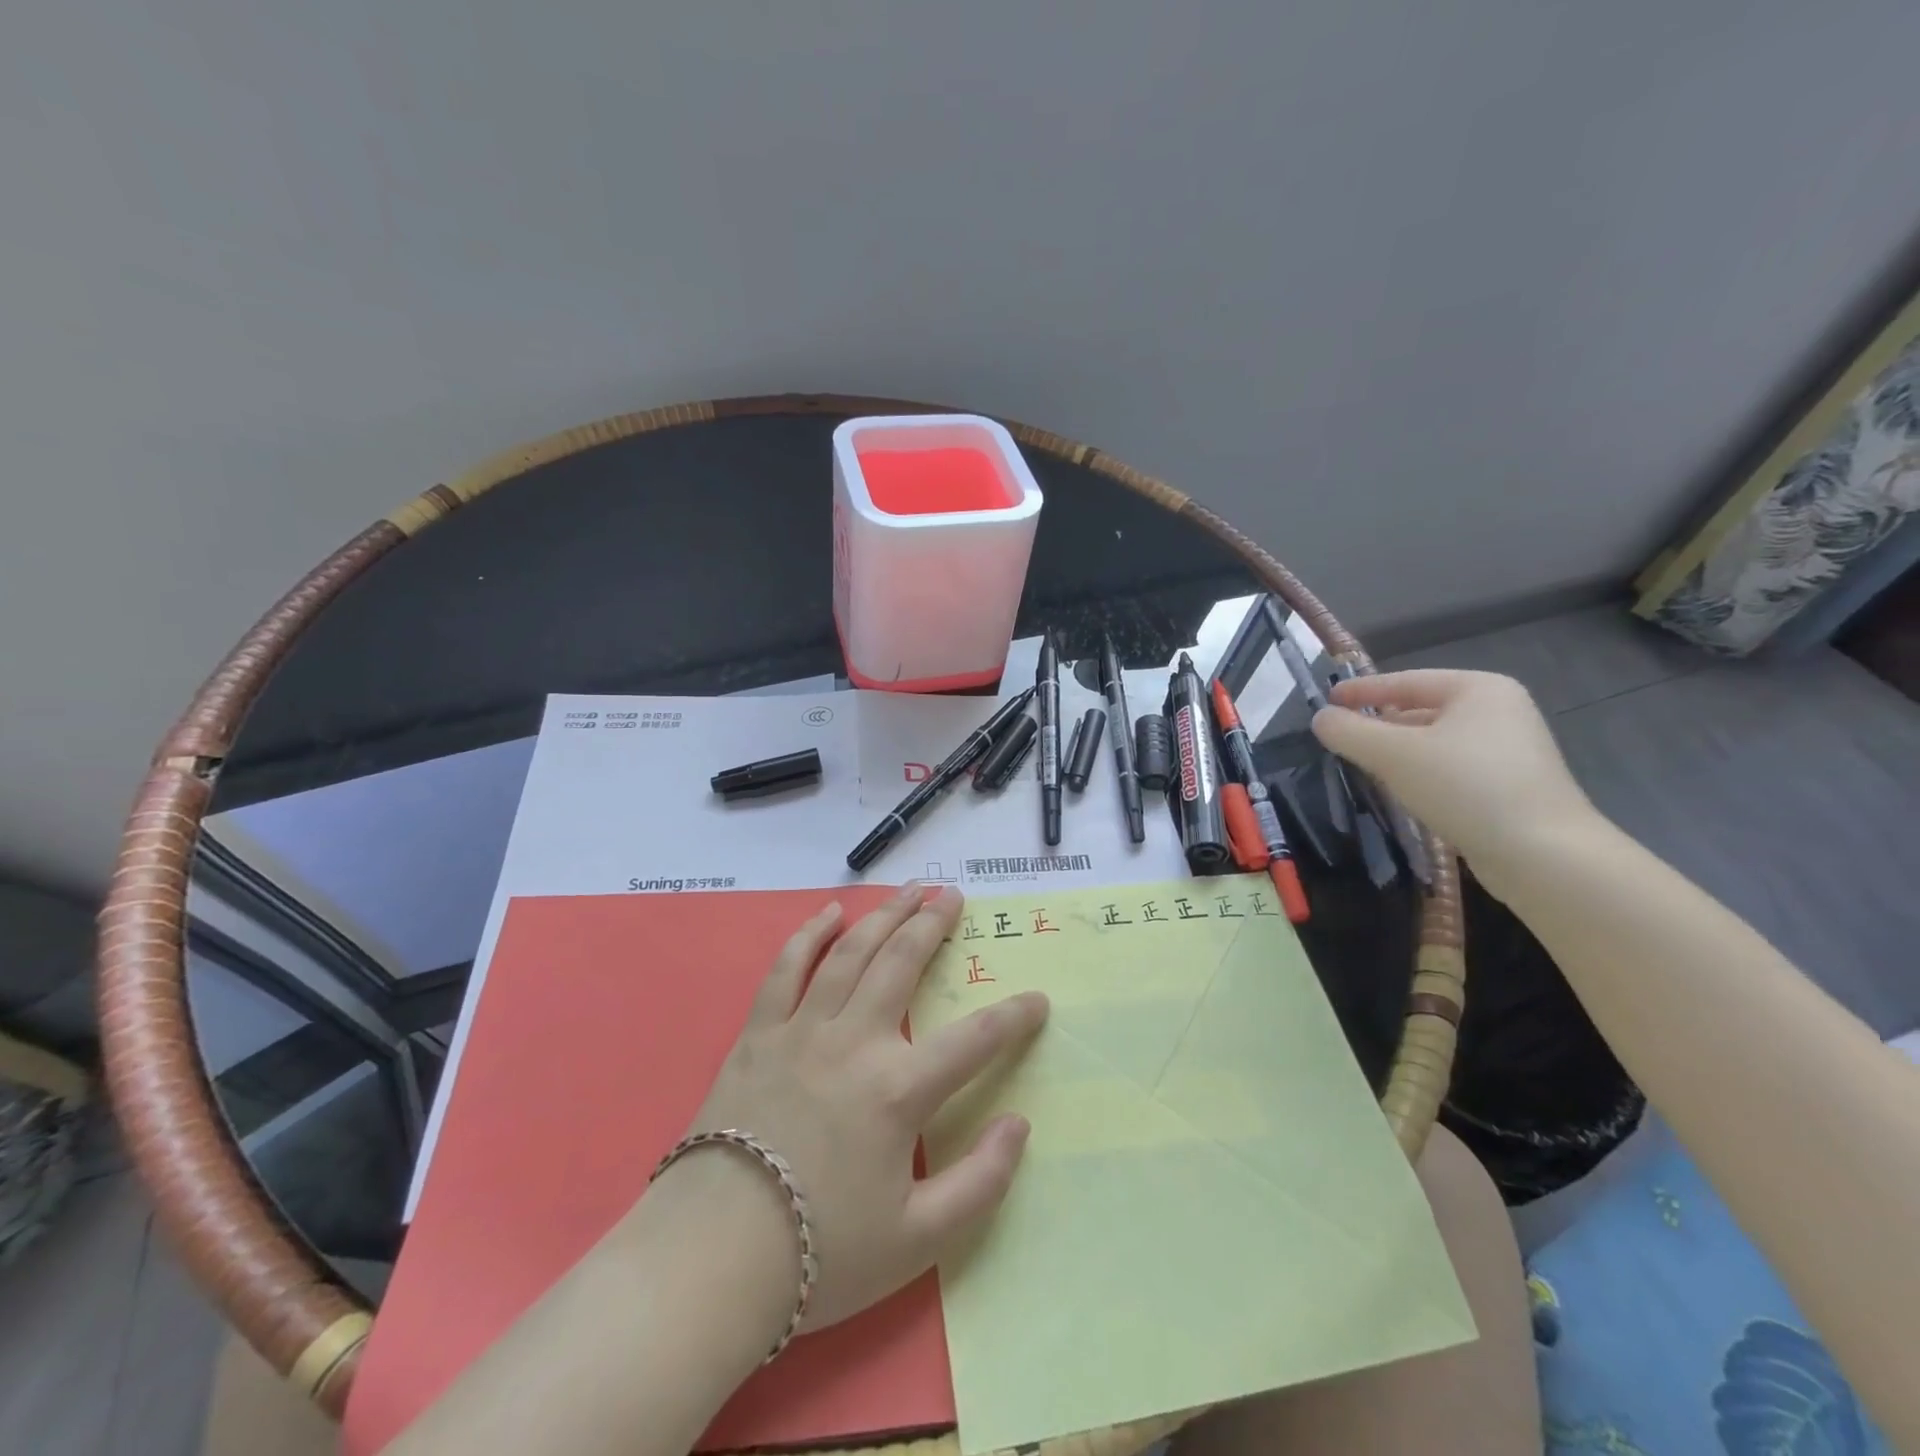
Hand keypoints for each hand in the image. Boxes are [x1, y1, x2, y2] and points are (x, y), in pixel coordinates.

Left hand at [680, 883, 1047, 1333]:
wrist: (710, 1259)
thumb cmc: (820, 1252)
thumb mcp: (917, 1240)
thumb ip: (980, 1184)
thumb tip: (1020, 1125)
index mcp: (898, 1090)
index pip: (974, 1040)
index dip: (1014, 1017)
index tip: (1037, 1000)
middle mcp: (854, 1041)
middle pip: (903, 964)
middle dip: (933, 925)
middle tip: (953, 895)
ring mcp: (802, 1030)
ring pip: (851, 953)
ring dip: (885, 915)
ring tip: (910, 890)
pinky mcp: (759, 1034)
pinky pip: (787, 968)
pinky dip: (810, 935)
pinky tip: (830, 914)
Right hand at [1310, 670, 1598, 887]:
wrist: (1543, 854)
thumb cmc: (1466, 787)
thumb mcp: (1394, 754)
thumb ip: (1349, 731)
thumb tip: (1320, 718)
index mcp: (1478, 689)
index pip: (1405, 681)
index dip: (1362, 690)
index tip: (1327, 700)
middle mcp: (1499, 712)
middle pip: (1421, 710)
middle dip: (1379, 724)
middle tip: (1339, 737)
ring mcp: (1509, 750)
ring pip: (1434, 742)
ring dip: (1397, 752)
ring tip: (1362, 765)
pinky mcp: (1510, 786)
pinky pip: (1450, 768)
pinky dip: (1420, 773)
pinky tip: (1400, 791)